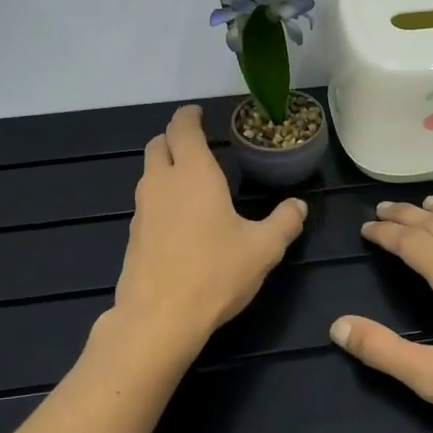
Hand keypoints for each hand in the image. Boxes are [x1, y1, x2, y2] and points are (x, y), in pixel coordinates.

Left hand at [112, 105, 308, 347]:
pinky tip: (180, 219)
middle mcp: (161, 183)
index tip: (199, 113)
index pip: (182, 128)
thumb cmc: (215, 273)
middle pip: (157, 144)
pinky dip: (161, 196)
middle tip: (196, 143)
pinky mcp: (133, 236)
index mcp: (193, 173)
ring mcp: (142, 209)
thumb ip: (285, 222)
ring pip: (148, 173)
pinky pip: (146, 202)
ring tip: (191, 180)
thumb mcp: (263, 249)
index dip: (189, 116)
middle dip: (174, 137)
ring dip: (165, 167)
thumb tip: (299, 206)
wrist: (158, 319)